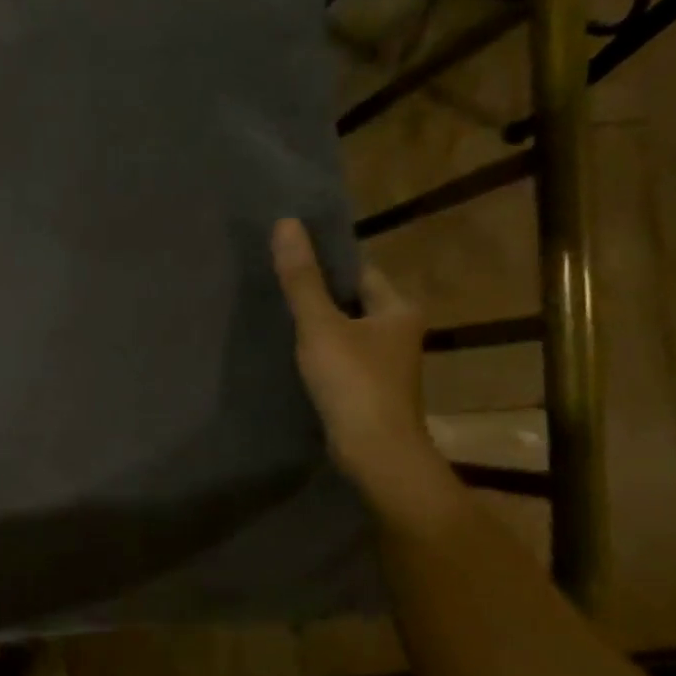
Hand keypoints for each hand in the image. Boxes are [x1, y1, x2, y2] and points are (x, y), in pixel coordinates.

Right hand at [271, 217, 448, 514]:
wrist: (375, 452)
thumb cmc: (353, 382)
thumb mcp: (320, 325)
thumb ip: (301, 279)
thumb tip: (286, 223)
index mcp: (398, 308)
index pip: (360, 271)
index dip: (326, 263)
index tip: (289, 259)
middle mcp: (399, 331)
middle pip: (352, 300)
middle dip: (318, 294)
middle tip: (275, 286)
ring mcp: (386, 363)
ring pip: (345, 331)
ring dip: (318, 325)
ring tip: (277, 317)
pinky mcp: (370, 388)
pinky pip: (341, 357)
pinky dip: (320, 352)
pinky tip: (292, 355)